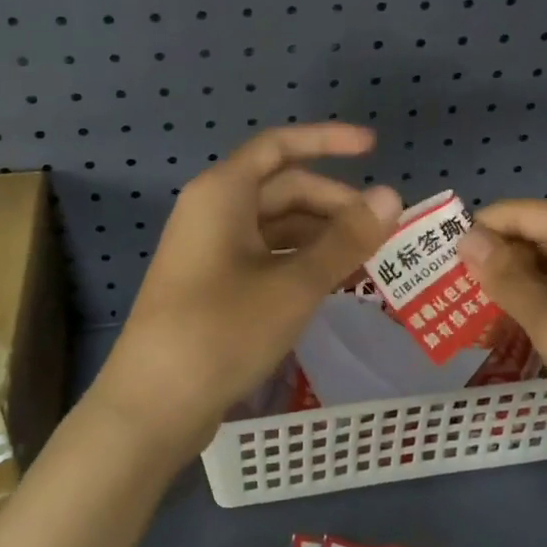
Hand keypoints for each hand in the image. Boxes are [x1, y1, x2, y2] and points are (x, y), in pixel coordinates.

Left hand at [89, 124, 401, 461]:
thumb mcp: (294, 284)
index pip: (280, 146)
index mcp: (222, 192)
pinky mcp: (212, 284)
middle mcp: (213, 210)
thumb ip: (345, 239)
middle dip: (333, 203)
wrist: (154, 405)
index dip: (328, 140)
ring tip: (367, 258)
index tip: (373, 147)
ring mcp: (210, 249)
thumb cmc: (223, 330)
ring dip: (321, 236)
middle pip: (282, 188)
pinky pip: (265, 255)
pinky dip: (300, 261)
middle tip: (381, 229)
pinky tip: (332, 282)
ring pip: (276, 225)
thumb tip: (392, 196)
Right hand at [458, 201, 546, 476]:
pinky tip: (542, 334)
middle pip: (546, 235)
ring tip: (494, 323)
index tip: (441, 268)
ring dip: (528, 288)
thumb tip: (468, 237)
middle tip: (463, 304)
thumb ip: (506, 278)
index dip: (479, 235)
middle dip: (502, 265)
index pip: (522, 212)